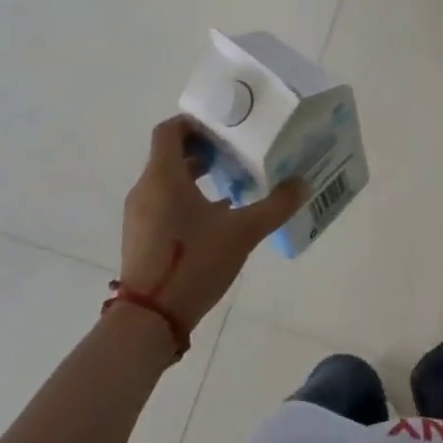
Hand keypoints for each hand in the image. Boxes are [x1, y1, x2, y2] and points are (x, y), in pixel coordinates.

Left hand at [119, 117, 304, 334]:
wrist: (148, 320)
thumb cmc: (194, 262)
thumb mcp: (243, 232)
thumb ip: (275, 205)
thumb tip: (303, 183)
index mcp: (164, 176)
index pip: (170, 130)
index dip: (195, 122)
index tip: (225, 127)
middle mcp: (146, 188)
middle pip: (169, 153)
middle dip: (202, 149)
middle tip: (235, 153)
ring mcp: (139, 214)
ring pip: (166, 179)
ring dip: (195, 175)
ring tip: (230, 182)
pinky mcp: (140, 236)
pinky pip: (162, 201)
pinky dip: (185, 197)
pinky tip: (216, 216)